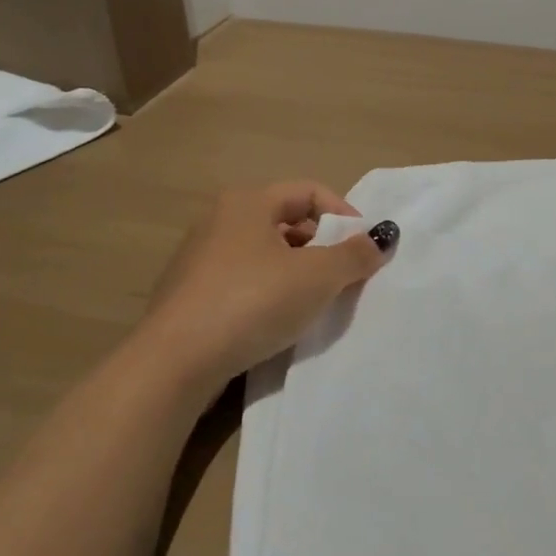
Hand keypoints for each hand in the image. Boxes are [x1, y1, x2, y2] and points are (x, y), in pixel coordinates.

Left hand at [140, 182, 392, 392]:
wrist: (173, 364)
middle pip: (287, 221)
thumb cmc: (251, 302)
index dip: (344, 214)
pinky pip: (242, 282)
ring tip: (316, 302)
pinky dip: (268, 293)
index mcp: (248, 202)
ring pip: (265, 254)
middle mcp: (220, 220)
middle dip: (322, 245)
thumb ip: (355, 254)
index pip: (310, 191)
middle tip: (345, 277)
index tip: (365, 249)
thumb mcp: (317, 277)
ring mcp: (199, 259)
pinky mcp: (189, 296)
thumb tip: (382, 237)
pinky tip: (278, 322)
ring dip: (297, 272)